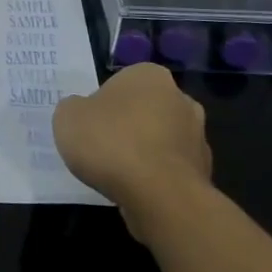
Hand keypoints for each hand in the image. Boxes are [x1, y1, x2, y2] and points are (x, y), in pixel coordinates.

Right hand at [53, 64, 211, 227]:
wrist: (159, 197)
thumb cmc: (111, 143)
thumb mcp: (68, 116)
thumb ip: (74, 108)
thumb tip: (84, 112)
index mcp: (149, 75)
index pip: (120, 83)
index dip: (102, 104)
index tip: (91, 126)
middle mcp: (180, 98)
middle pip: (144, 110)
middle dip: (128, 126)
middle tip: (103, 148)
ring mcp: (197, 137)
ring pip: (161, 140)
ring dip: (145, 153)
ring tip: (119, 175)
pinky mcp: (203, 172)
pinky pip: (170, 170)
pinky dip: (156, 178)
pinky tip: (138, 192)